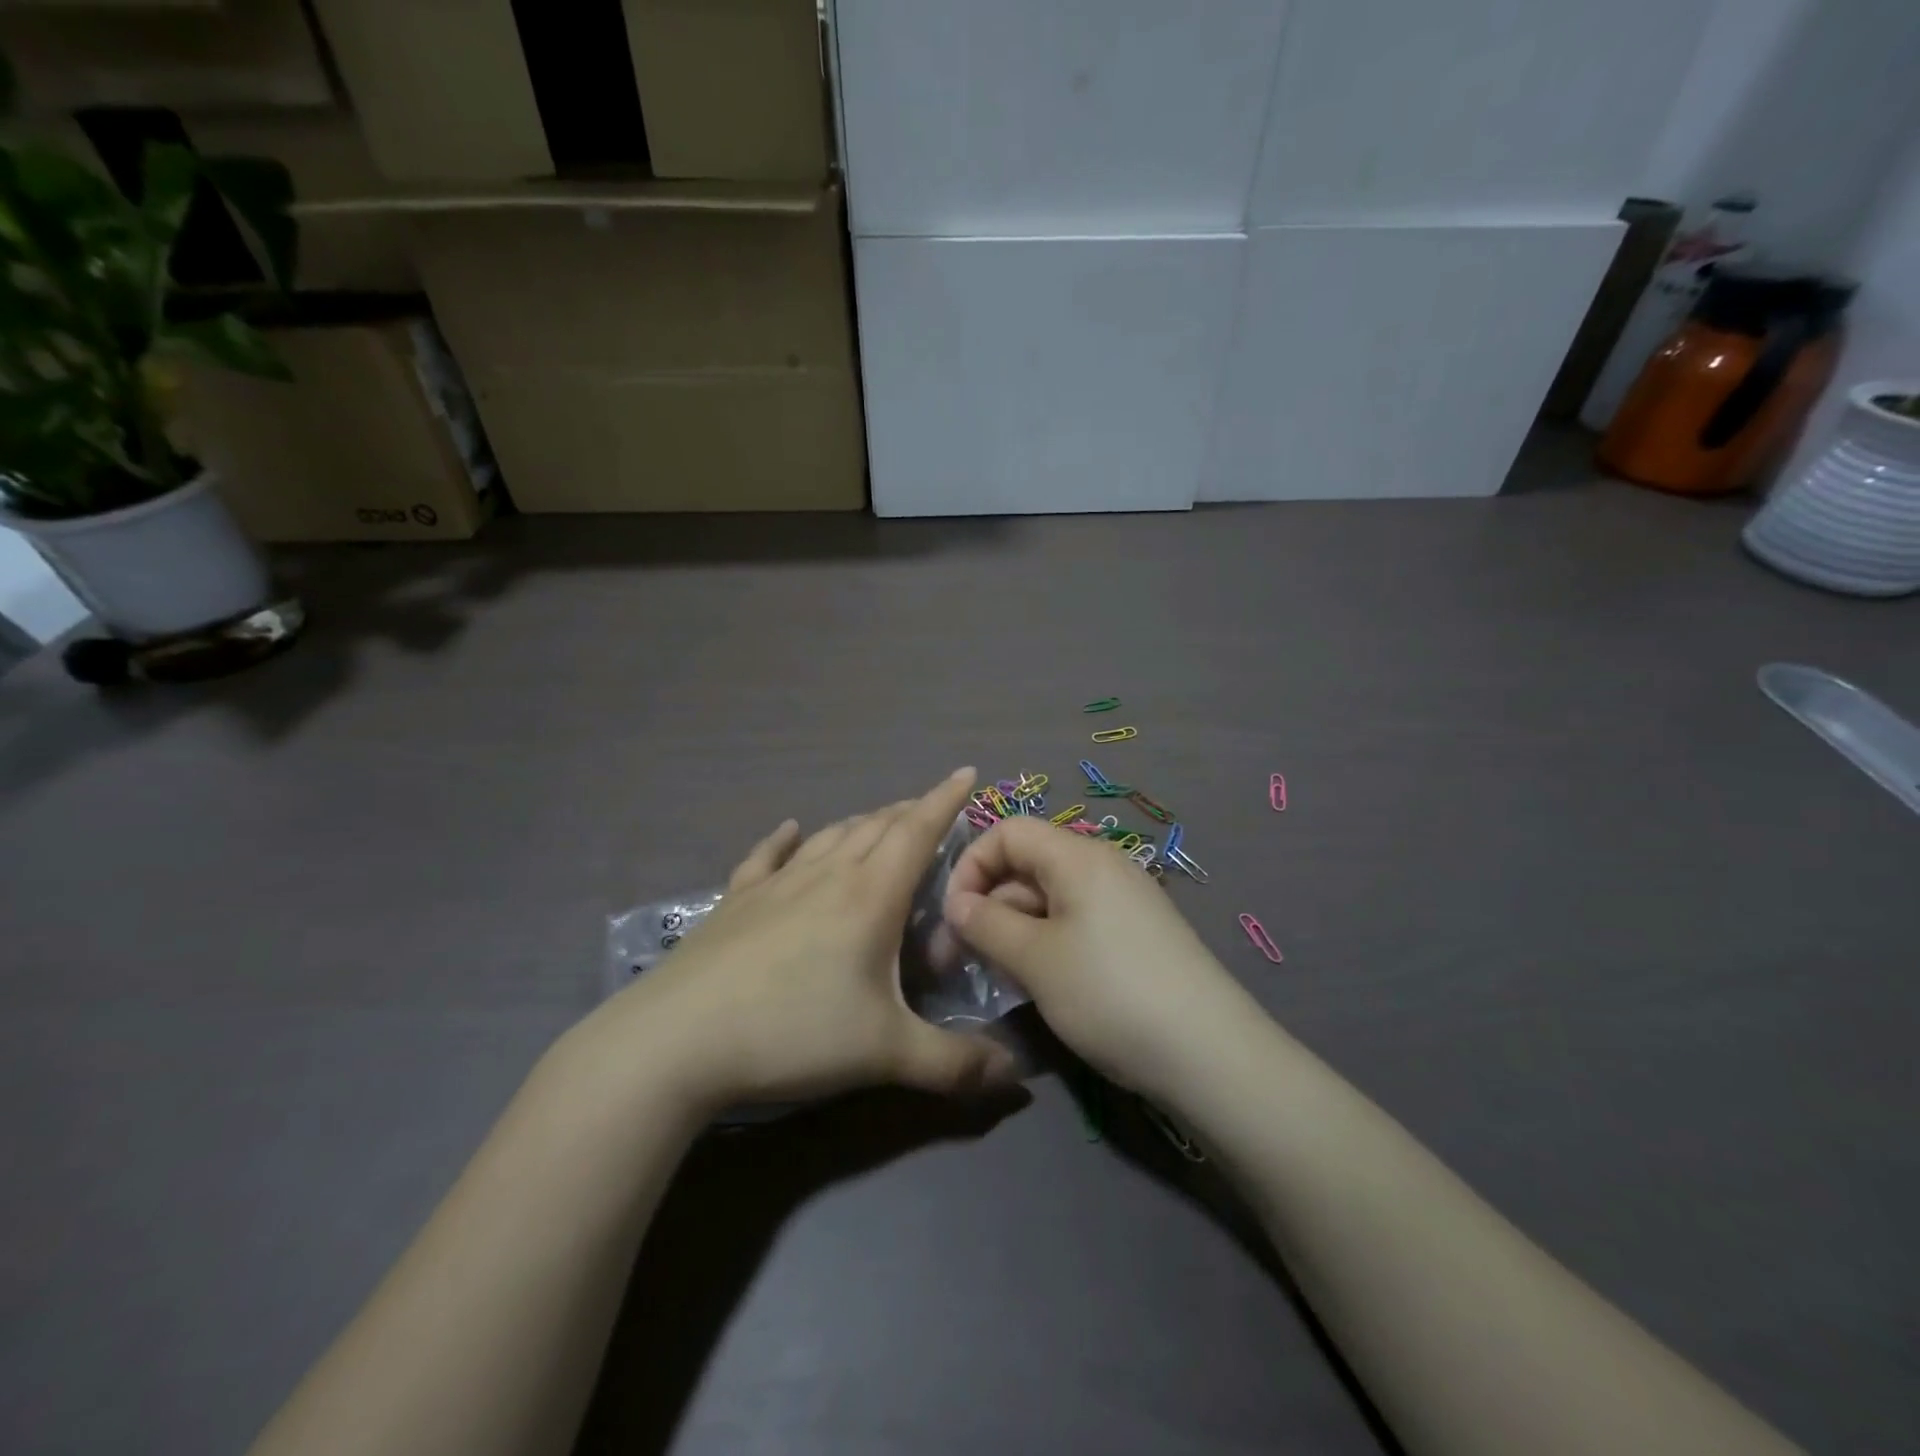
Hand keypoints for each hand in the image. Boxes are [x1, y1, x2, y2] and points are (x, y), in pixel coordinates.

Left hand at [592, 769, 1022, 1110]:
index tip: (967, 771)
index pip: (917, 832)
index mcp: (870, 896)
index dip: (946, 800)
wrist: (677, 1040)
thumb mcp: (885, 1054)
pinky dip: (784, 839)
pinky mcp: (736, 901)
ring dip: (861, 823)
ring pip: (830, 836)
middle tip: (930, 809)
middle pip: (876, 827)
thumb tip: (1017, 1077)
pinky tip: (789, 830)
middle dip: (909, 811)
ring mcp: (776, 884)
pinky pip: (767, 857)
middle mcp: (826, 875)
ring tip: (879, 822)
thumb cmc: (793, 1033)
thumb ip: (955, 1064)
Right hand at [943, 818, 1259, 1099]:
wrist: (1209, 1053)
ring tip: (997, 977)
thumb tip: (958, 904)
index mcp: (1077, 856)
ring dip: (1014, 929)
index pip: (1008, 832)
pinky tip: (1038, 982)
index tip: (952, 915)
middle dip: (988, 904)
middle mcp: (1102, 865)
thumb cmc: (1109, 993)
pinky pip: (1076, 922)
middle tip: (961, 959)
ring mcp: (1123, 900)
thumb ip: (987, 924)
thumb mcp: (1035, 959)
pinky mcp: (1136, 934)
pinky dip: (1045, 943)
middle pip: (1027, 864)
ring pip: (1049, 898)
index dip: (971, 865)